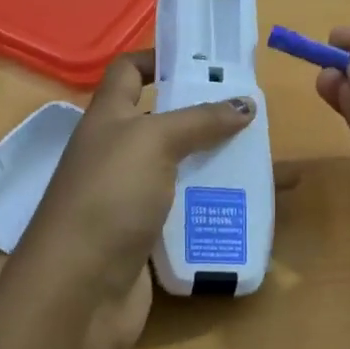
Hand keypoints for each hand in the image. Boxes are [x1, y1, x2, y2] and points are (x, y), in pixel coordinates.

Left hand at [17, 51, 254, 348]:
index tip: (204, 60)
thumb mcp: (153, 143)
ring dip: (222, 166)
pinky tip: (254, 211)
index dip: (159, 58)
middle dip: (209, 118)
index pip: (128, 71)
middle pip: (167, 123)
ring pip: (184, 171)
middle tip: (256, 117)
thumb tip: (244, 103)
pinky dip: (217, 208)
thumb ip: (199, 120)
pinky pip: (189, 213)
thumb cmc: (110, 198)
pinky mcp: (149, 237)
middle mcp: (118, 154)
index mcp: (108, 119)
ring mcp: (132, 198)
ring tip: (270, 166)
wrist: (80, 290)